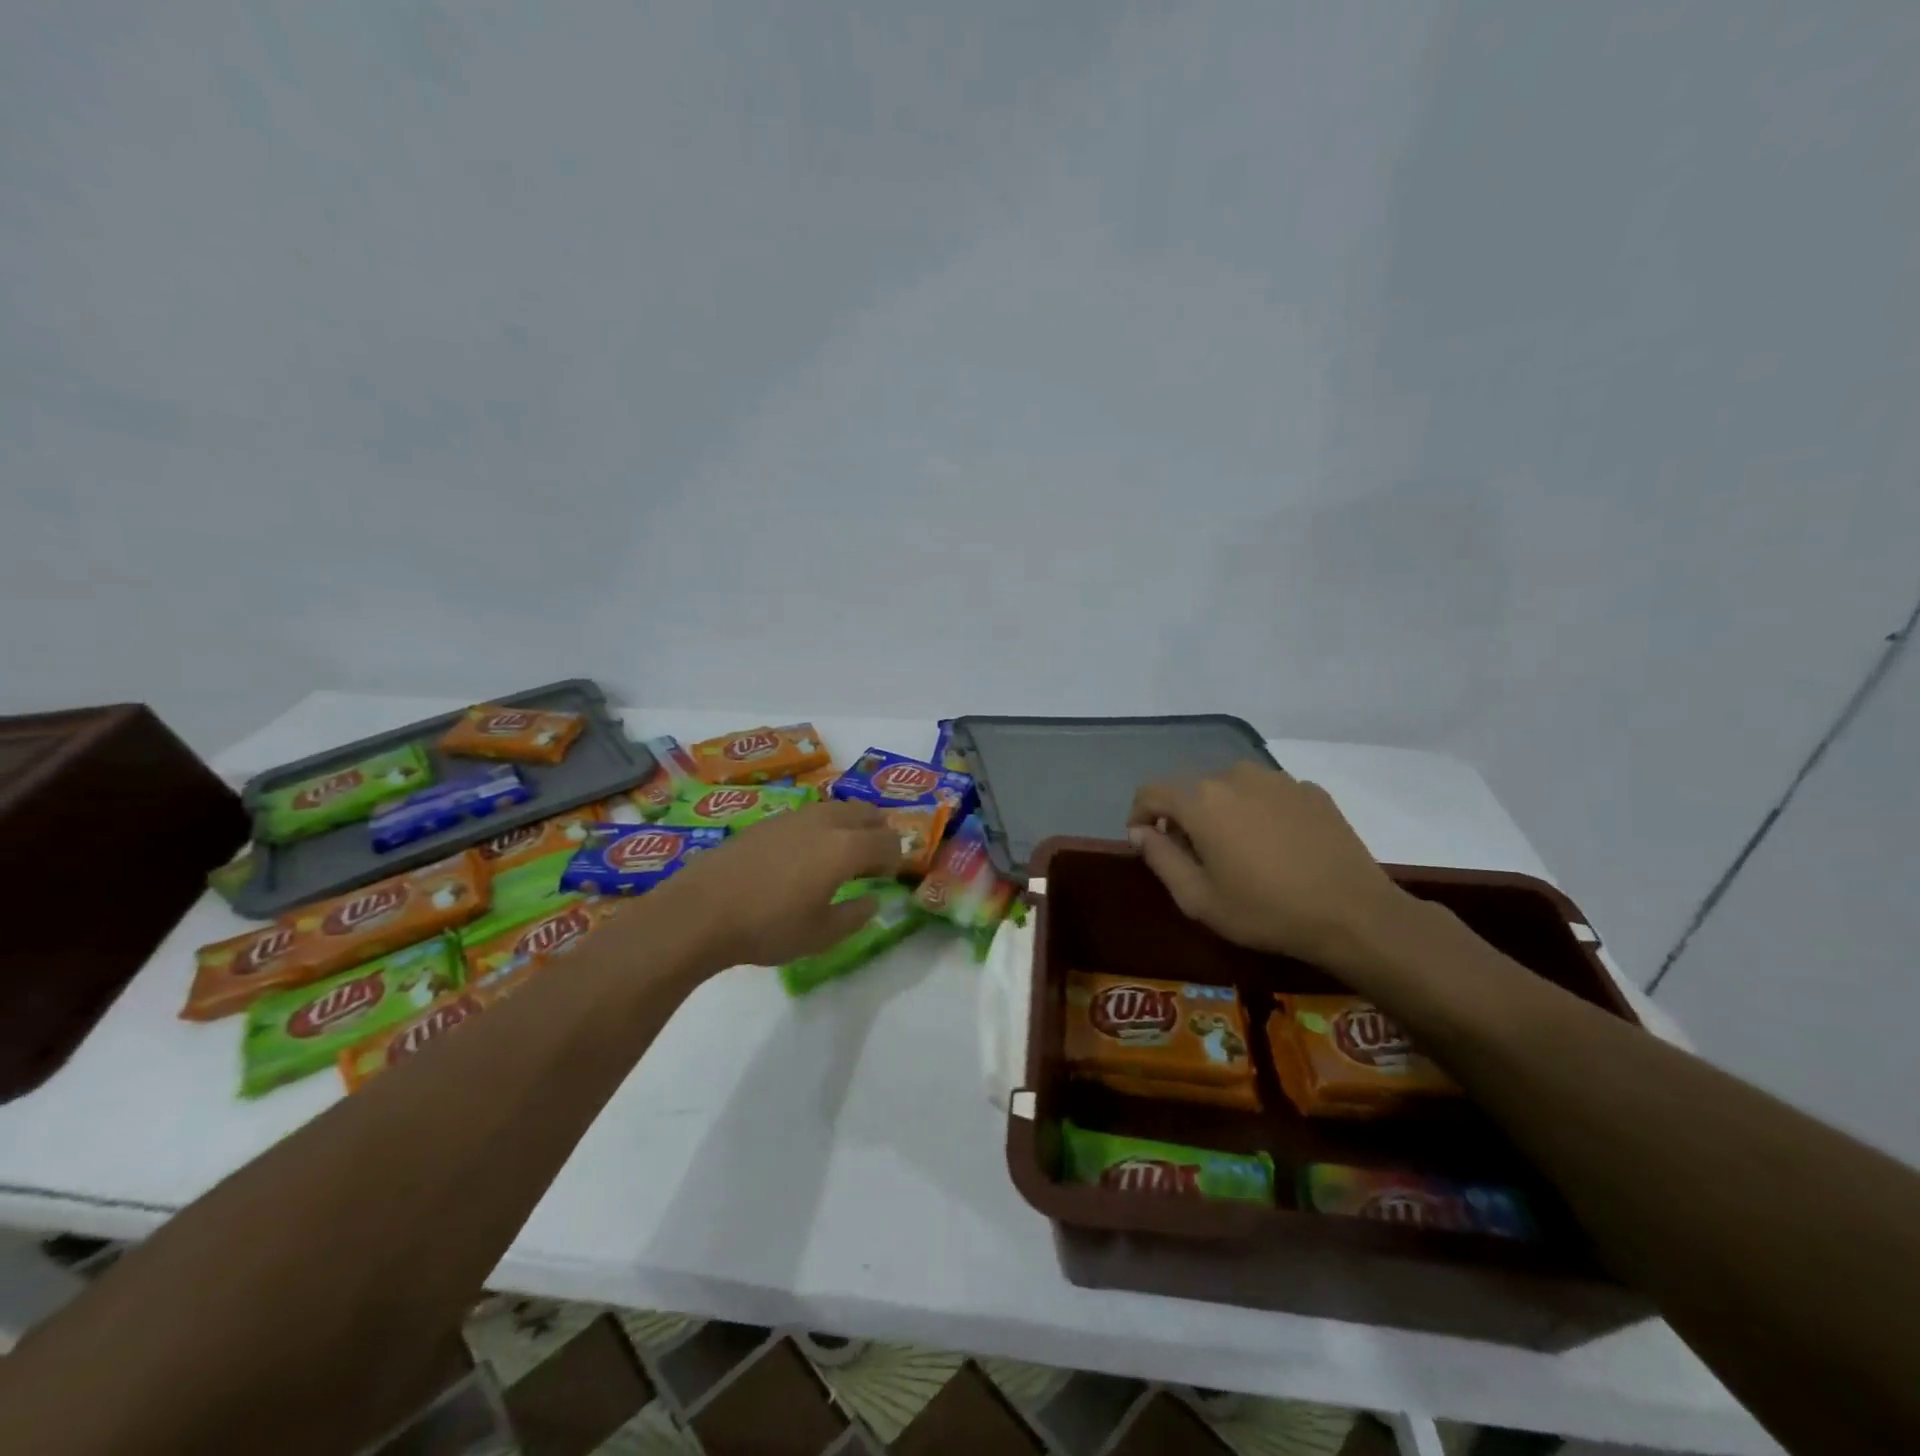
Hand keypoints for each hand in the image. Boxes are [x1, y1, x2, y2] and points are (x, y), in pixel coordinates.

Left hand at [657, 799, 904, 968]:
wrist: (700, 911)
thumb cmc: (768, 927)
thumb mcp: (820, 935)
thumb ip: (854, 915)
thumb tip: (872, 900)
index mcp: (845, 848)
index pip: (887, 841)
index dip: (895, 858)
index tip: (887, 877)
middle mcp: (824, 822)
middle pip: (866, 812)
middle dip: (877, 831)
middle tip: (872, 858)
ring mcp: (793, 817)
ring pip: (836, 808)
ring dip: (849, 825)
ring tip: (840, 854)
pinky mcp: (767, 821)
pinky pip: (809, 815)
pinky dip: (821, 827)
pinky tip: (803, 854)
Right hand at [1128, 762, 1412, 970]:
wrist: (1354, 914)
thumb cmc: (1265, 911)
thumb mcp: (1198, 898)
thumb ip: (1159, 857)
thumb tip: (1140, 831)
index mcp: (1201, 801)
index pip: (1151, 792)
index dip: (1140, 815)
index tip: (1146, 843)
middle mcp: (1235, 776)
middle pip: (1192, 790)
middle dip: (1184, 817)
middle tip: (1196, 857)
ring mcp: (1277, 780)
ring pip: (1231, 788)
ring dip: (1222, 812)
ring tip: (1239, 850)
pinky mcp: (1310, 790)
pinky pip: (1268, 794)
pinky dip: (1259, 812)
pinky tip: (1278, 847)